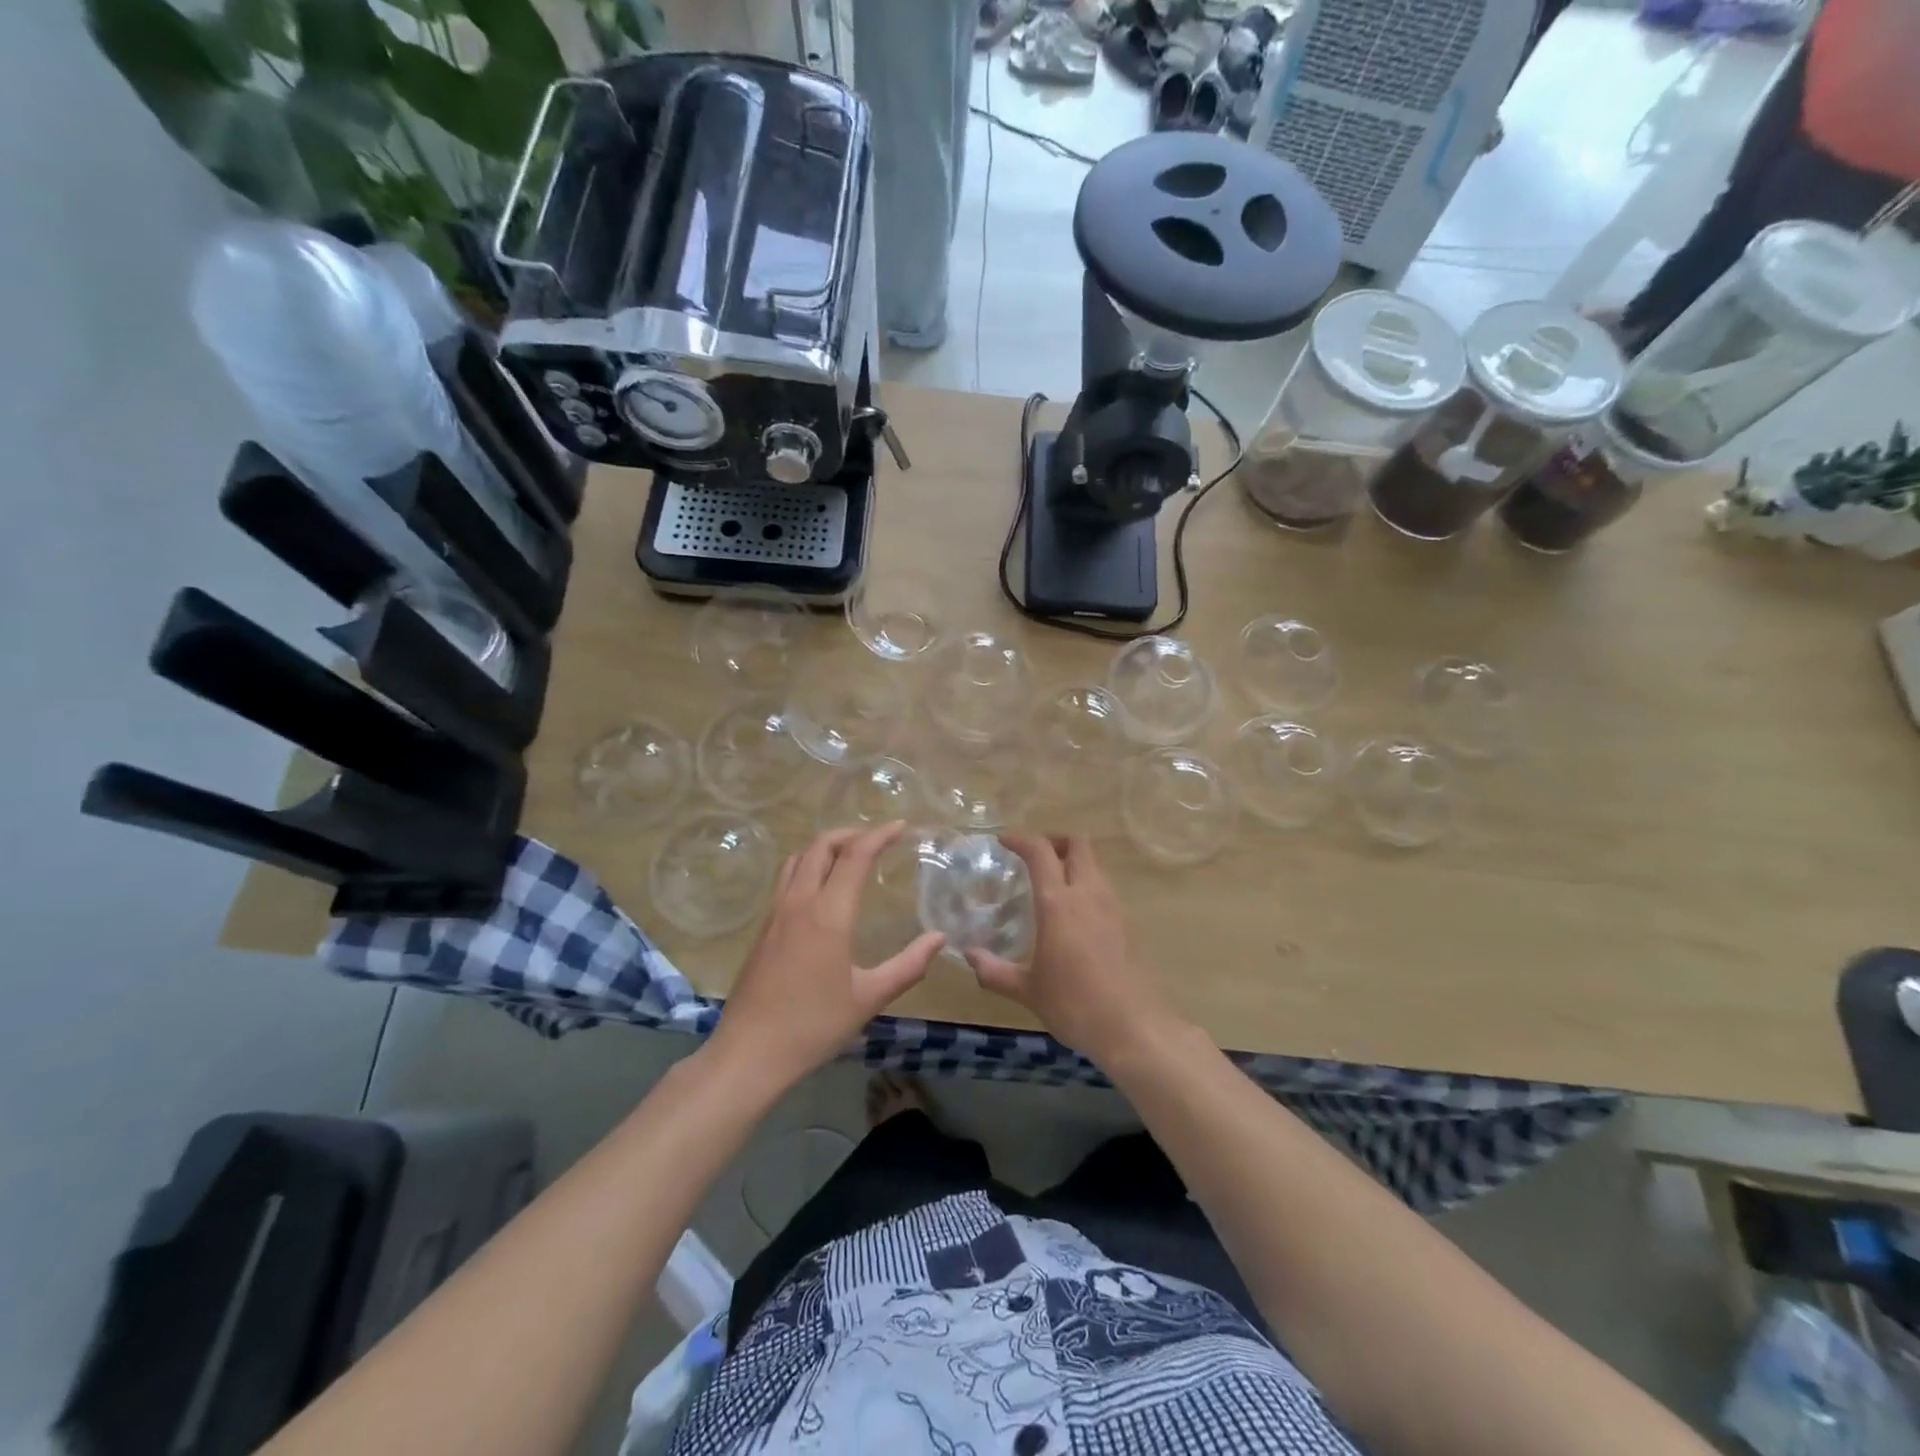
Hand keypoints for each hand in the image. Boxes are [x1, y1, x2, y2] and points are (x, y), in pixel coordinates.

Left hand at [711, 822, 944, 1088]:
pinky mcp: (763, 929)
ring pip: (798, 859)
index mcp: (828, 915)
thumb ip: (908, 965)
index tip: (901, 827)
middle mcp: (799, 903)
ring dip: (824, 847)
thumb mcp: (869, 998)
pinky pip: (786, 879)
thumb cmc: (814, 1026)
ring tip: (848, 857)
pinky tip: (820, 890)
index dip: (879, 836)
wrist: (750, 1053)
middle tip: (876, 841)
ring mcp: (775, 914)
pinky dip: (807, 866)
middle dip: (850, 834)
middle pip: (821, 846)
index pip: (855, 856)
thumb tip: (939, 938)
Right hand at [967, 834, 1173, 1064]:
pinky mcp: (1126, 923)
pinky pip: (1103, 887)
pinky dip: (1085, 884)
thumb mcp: (1028, 991)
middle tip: (1033, 855)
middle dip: (1054, 840)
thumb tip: (970, 956)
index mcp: (1059, 903)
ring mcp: (1112, 907)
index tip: (1003, 840)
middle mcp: (1088, 894)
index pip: (1040, 852)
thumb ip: (995, 972)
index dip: (1021, 839)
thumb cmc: (1074, 1004)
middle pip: (1078, 844)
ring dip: (1072, 861)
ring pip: (1094, 864)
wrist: (1132, 1027)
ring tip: (1050, 883)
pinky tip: (1072, 913)